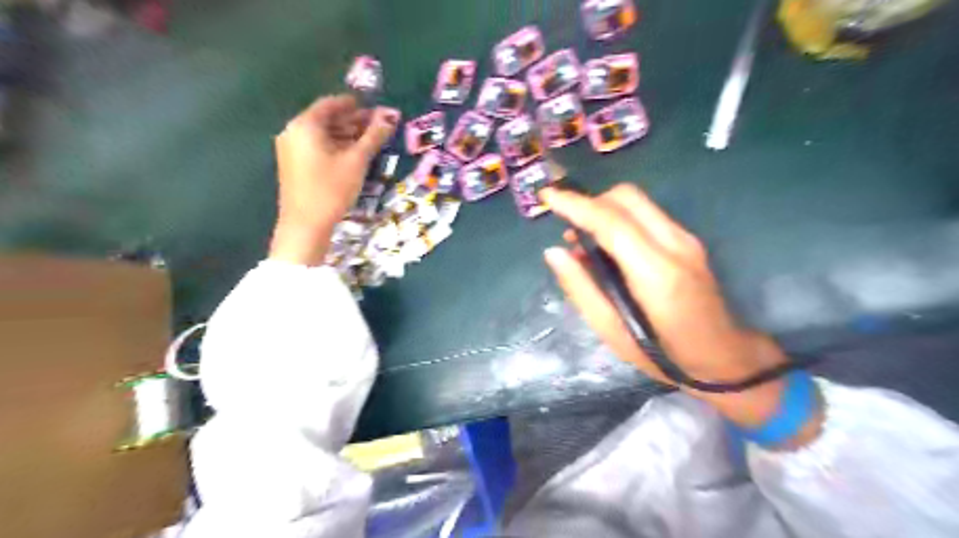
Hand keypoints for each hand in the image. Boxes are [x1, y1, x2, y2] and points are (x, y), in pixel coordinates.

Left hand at [269, 95, 401, 265]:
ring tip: (369, 142)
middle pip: (326, 119)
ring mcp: (291, 149)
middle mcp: (293, 132)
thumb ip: (373, 136)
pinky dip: (335, 147)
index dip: (354, 105)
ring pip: (322, 135)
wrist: (305, 225)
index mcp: (305, 125)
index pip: (331, 104)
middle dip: (352, 121)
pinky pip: (316, 147)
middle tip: (377, 127)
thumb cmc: (331, 189)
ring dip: (345, 135)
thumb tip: (390, 116)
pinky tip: (352, 156)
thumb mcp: (356, 161)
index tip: (374, 109)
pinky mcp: (294, 165)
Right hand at [543, 184, 818, 437]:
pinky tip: (609, 247)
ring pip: (638, 202)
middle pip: (627, 198)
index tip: (547, 196)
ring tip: (584, 239)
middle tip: (568, 226)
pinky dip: (620, 219)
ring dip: (604, 209)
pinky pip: (647, 214)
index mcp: (656, 274)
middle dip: (591, 201)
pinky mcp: (688, 240)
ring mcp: (686, 239)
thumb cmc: (663, 354)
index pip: (612, 223)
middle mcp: (675, 245)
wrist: (724, 357)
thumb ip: (581, 289)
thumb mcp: (612, 332)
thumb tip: (554, 253)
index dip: (576, 205)